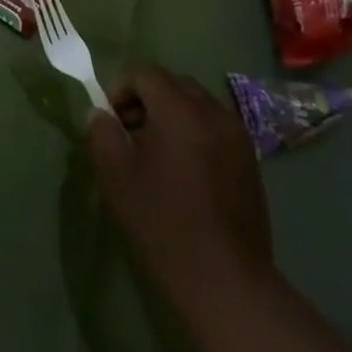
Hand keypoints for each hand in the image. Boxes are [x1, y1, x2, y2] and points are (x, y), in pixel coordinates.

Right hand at [84, 65, 274, 310]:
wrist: (224, 277)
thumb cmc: (162, 221)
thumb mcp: (115, 175)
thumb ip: (101, 133)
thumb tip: (101, 114)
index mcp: (180, 110)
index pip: (146, 73)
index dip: (121, 88)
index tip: (110, 119)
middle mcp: (214, 113)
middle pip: (174, 84)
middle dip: (147, 98)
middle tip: (129, 132)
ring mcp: (238, 136)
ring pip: (197, 104)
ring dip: (172, 114)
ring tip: (156, 153)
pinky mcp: (250, 160)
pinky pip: (215, 127)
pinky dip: (194, 132)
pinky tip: (184, 171)